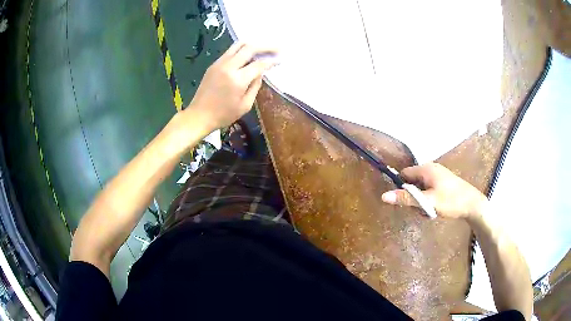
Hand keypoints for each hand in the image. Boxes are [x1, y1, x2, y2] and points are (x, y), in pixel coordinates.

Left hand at [187, 42, 277, 130]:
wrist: (199, 115)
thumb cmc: (224, 115)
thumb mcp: (245, 105)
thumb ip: (255, 86)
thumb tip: (260, 73)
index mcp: (238, 80)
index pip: (259, 64)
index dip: (271, 61)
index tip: (280, 60)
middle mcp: (228, 67)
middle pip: (250, 48)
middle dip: (266, 47)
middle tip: (277, 48)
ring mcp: (219, 63)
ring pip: (238, 45)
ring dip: (253, 44)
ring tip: (263, 48)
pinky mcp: (214, 64)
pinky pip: (230, 51)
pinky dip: (242, 49)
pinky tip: (248, 54)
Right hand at [381, 163, 486, 219]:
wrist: (473, 204)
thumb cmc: (451, 201)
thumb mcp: (428, 202)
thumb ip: (407, 199)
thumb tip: (384, 196)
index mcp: (426, 169)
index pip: (404, 174)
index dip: (401, 187)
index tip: (405, 201)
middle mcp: (431, 169)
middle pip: (413, 183)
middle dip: (414, 198)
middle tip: (421, 209)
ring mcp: (438, 176)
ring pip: (421, 189)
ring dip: (422, 201)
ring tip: (431, 211)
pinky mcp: (443, 183)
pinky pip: (429, 191)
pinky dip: (429, 201)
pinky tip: (436, 209)